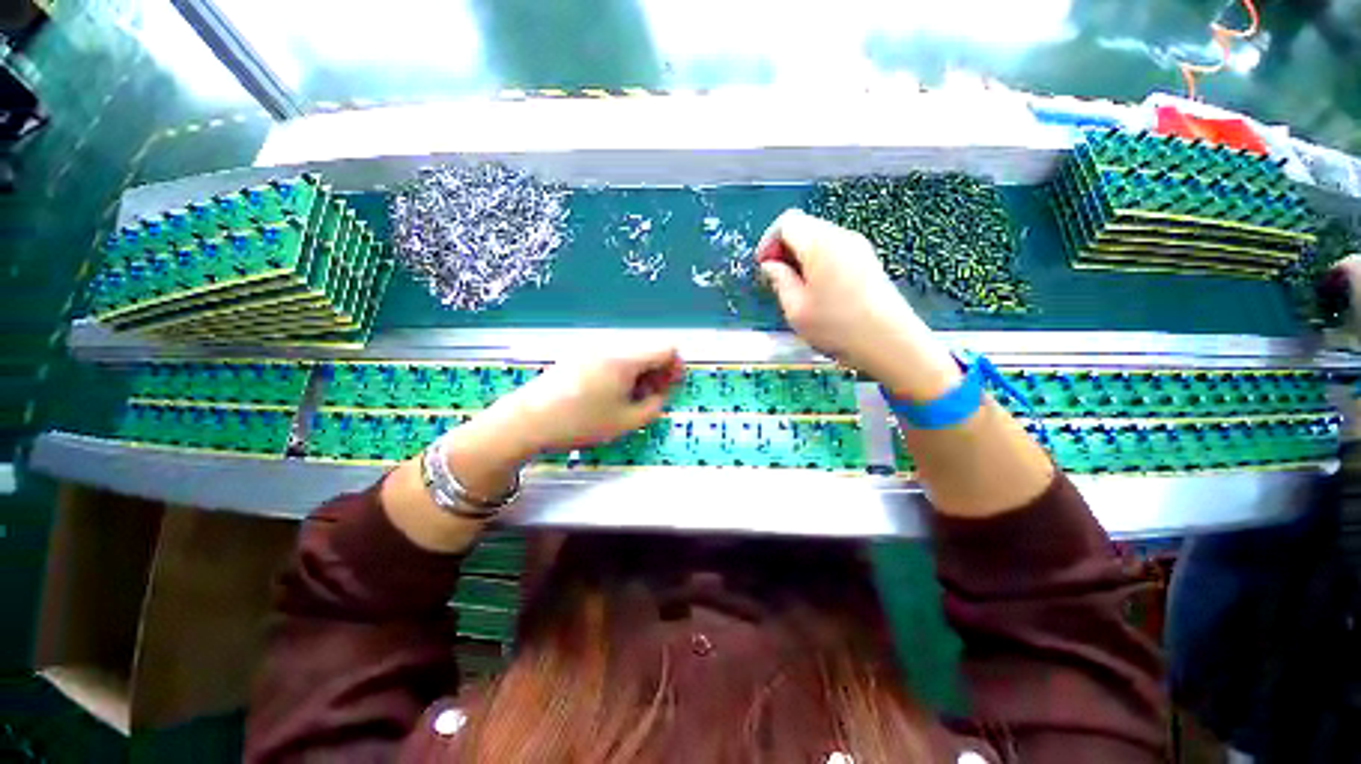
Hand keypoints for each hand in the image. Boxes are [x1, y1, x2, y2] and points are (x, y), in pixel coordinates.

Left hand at [491, 345, 684, 453]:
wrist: (528, 420)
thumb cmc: (581, 422)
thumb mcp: (627, 421)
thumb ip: (655, 405)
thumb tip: (662, 392)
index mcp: (626, 358)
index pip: (666, 349)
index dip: (676, 366)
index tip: (672, 386)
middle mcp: (610, 345)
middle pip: (648, 349)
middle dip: (658, 371)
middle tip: (653, 396)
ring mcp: (592, 348)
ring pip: (630, 353)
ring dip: (640, 372)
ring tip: (631, 398)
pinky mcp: (579, 354)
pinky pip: (612, 356)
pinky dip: (621, 371)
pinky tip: (611, 392)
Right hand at [756, 209, 959, 399]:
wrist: (889, 342)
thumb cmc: (837, 327)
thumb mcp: (796, 309)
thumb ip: (779, 281)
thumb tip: (770, 265)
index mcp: (820, 244)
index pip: (787, 222)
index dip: (768, 241)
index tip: (763, 267)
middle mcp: (841, 236)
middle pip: (804, 227)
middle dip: (784, 249)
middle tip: (777, 279)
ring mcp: (859, 247)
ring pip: (819, 239)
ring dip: (801, 257)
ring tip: (796, 288)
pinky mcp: (868, 260)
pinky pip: (835, 250)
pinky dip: (818, 262)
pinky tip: (818, 290)